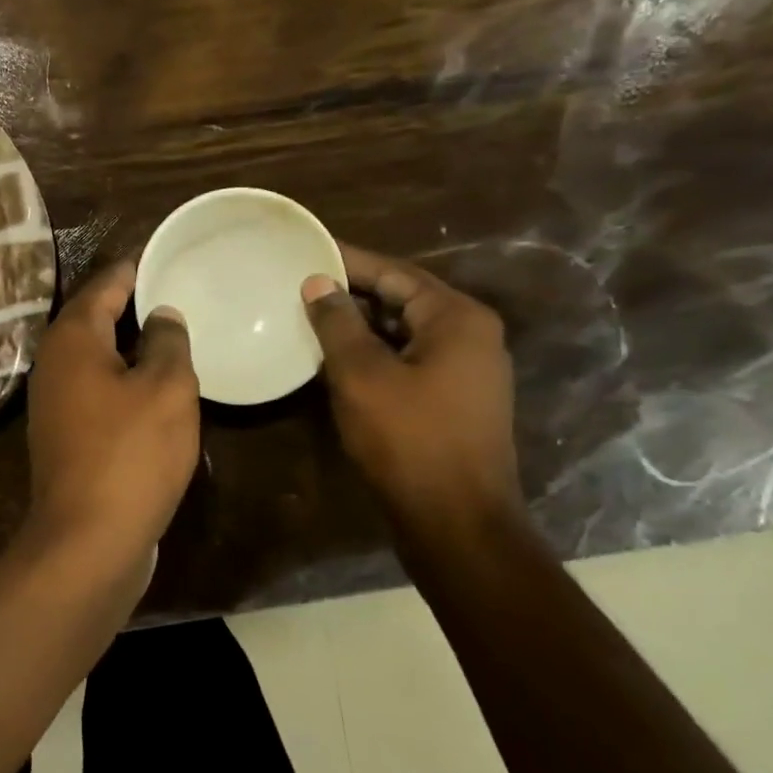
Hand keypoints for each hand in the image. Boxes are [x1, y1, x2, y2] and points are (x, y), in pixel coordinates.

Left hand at [24, 259, 200, 578]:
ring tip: (173, 336)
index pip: (106, 284)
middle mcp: (54, 362)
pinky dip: (123, 379)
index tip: (166, 256)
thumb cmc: (131, 453)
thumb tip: (161, 314)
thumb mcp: (166, 388)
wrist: (88, 540)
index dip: (136, 268)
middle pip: (95, 318)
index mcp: (73, 338)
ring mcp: (53, 402)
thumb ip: (167, 341)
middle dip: (133, 305)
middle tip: (178, 293)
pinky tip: (155, 389)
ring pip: (96, 356)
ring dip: (130, 345)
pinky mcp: (63, 435)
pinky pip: (97, 389)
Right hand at [302, 244, 522, 536]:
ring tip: (310, 316)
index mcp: (457, 318)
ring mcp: (467, 371)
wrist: (457, 524)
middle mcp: (471, 336)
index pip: (395, 272)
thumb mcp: (362, 375)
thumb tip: (319, 283)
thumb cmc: (409, 440)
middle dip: (353, 292)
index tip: (309, 249)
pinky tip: (335, 359)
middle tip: (302, 282)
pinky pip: (409, 360)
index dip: (349, 260)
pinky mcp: (454, 401)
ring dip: (361, 325)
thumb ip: (338, 323)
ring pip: (404, 332)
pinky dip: (374, 354)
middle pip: (403, 299)